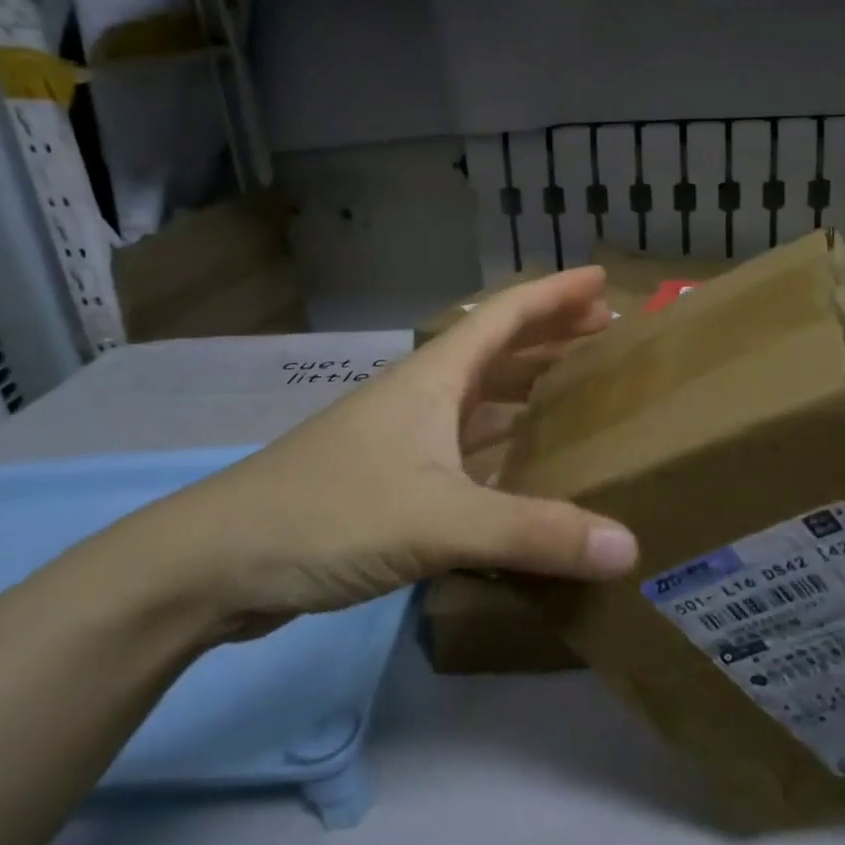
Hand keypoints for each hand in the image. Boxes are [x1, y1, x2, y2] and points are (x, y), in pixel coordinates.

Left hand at [128, 268, 638, 636]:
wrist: (214, 564)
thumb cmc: (328, 514)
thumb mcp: (440, 520)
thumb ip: (535, 533)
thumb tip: (629, 547)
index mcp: (434, 378)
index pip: (505, 315)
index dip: (555, 294)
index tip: (603, 280)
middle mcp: (422, 397)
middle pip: (498, 350)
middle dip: (552, 337)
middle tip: (607, 337)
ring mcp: (405, 440)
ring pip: (482, 401)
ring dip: (529, 390)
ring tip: (580, 392)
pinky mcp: (394, 481)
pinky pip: (468, 449)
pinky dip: (505, 447)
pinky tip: (528, 467)